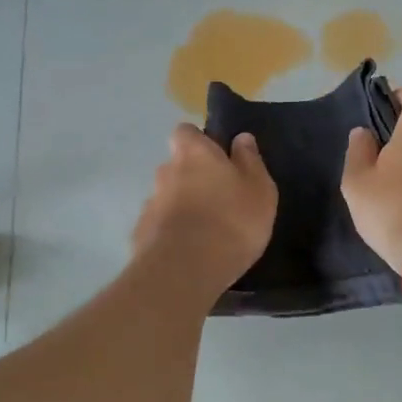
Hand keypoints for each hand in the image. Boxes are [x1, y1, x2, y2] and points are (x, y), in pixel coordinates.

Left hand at [132, 125, 277, 297]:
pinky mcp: (142, 234)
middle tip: (218, 199)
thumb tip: (241, 138)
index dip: (199, 141)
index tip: (217, 158)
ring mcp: (150, 204)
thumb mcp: (259, 189)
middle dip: (192, 178)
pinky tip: (189, 252)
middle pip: (176, 166)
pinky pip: (160, 226)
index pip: (185, 132)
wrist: (185, 270)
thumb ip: (250, 161)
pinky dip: (172, 232)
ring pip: (168, 197)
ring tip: (206, 232)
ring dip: (182, 207)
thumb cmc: (232, 220)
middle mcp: (165, 171)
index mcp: (193, 154)